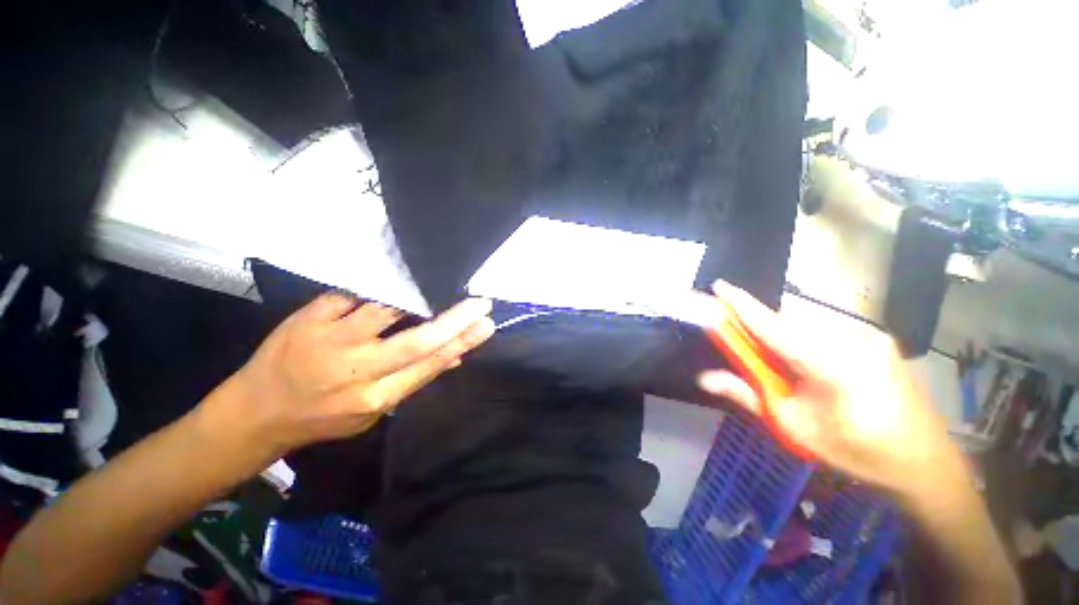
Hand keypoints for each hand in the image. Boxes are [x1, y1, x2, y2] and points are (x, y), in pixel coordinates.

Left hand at [214, 294, 494, 456]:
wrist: (255, 411)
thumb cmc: (322, 416)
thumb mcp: (373, 411)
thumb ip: (414, 380)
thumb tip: (454, 357)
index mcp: (375, 397)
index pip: (429, 364)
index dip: (462, 342)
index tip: (485, 325)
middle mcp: (356, 370)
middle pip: (416, 340)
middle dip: (455, 320)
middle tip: (480, 304)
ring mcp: (330, 341)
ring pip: (387, 310)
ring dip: (419, 297)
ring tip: (439, 286)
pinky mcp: (309, 318)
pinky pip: (354, 295)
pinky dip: (379, 288)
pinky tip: (397, 282)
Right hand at [697, 281, 957, 494]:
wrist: (924, 463)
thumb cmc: (855, 451)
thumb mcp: (794, 427)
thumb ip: (747, 394)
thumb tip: (704, 378)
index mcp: (831, 366)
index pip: (772, 327)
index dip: (741, 304)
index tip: (718, 285)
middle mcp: (852, 340)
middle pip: (788, 325)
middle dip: (762, 333)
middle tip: (753, 357)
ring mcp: (870, 336)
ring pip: (807, 327)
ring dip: (785, 340)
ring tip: (790, 374)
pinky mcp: (878, 338)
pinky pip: (826, 331)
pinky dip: (807, 343)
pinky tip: (816, 371)